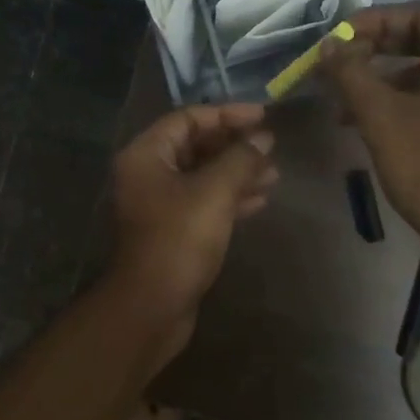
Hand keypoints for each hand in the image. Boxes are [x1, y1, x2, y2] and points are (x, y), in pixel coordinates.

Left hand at [107, 104, 277, 360]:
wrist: (152, 305)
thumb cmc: (179, 240)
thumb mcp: (214, 192)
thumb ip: (241, 159)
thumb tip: (263, 138)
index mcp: (146, 155)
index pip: (188, 118)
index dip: (227, 114)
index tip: (263, 117)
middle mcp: (147, 173)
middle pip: (195, 145)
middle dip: (235, 146)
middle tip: (271, 148)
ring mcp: (158, 203)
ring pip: (202, 175)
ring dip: (237, 172)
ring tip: (274, 175)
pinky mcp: (171, 229)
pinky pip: (203, 201)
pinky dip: (229, 198)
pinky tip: (259, 201)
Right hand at [320, 2, 419, 248]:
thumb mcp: (382, 116)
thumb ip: (350, 72)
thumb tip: (328, 46)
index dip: (372, 21)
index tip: (335, 39)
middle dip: (377, 51)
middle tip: (339, 65)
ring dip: (388, 79)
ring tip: (347, 104)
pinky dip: (411, 99)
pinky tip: (376, 121)